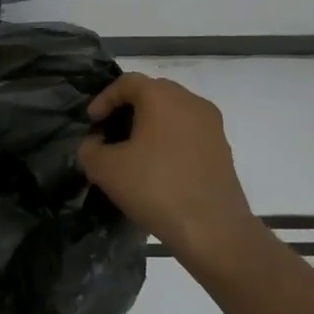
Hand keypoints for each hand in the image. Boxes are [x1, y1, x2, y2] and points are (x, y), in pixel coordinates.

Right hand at [79, 73, 255, 265]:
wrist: (214, 231)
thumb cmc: (156, 189)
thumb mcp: (106, 170)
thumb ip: (90, 149)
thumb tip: (95, 144)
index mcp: (162, 97)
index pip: (127, 82)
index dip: (104, 99)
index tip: (92, 122)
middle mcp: (191, 101)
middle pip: (153, 93)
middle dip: (128, 109)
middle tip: (111, 132)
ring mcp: (212, 125)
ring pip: (174, 113)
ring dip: (151, 125)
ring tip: (134, 152)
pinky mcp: (223, 149)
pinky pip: (189, 132)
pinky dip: (170, 140)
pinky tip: (159, 168)